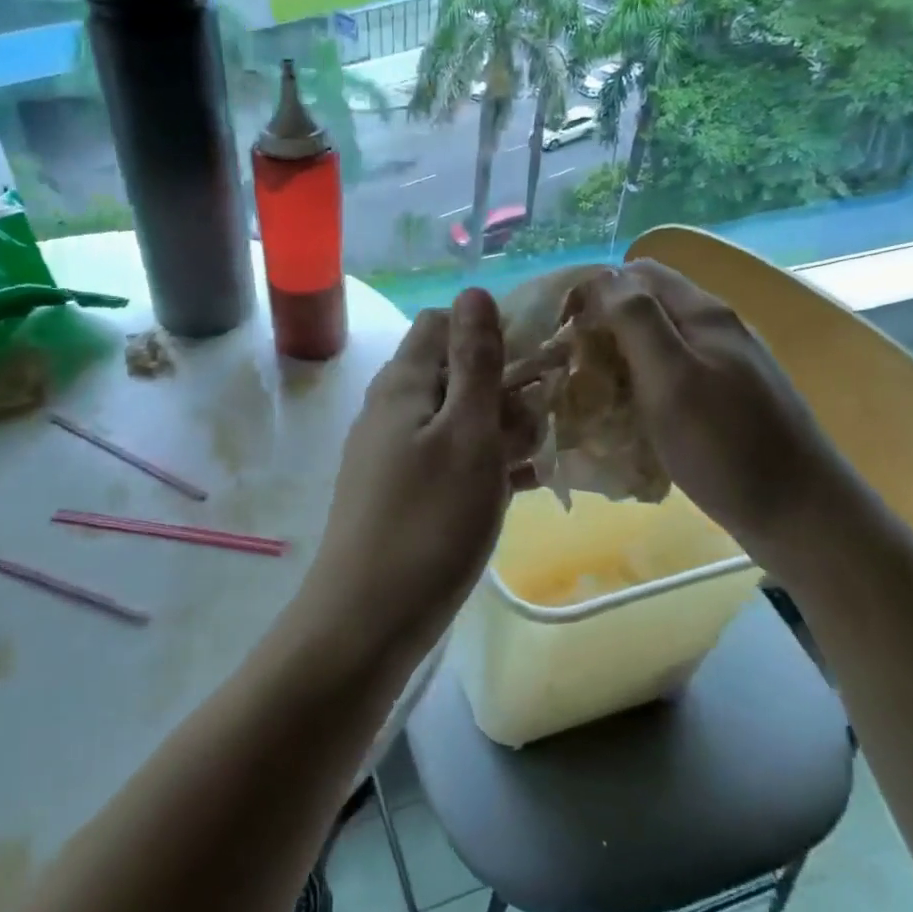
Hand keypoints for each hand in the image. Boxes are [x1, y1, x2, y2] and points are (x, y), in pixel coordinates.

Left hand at [303, 288, 532, 653]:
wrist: (367, 620)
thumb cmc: (429, 522)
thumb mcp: (466, 433)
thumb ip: (474, 362)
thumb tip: (474, 291)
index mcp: (402, 383)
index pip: (443, 325)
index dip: (491, 330)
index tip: (538, 360)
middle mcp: (391, 409)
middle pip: (452, 372)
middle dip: (504, 386)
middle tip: (544, 423)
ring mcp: (392, 454)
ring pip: (456, 420)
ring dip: (500, 428)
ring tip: (541, 457)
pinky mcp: (401, 493)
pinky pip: (449, 460)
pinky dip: (484, 464)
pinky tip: (522, 487)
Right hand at [566, 261, 845, 544]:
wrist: (800, 514)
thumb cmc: (727, 447)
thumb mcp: (673, 379)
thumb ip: (638, 322)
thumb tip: (603, 277)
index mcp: (703, 314)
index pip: (636, 273)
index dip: (593, 290)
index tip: (559, 328)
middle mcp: (716, 328)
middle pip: (647, 305)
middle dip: (602, 324)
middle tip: (569, 362)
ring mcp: (725, 363)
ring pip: (658, 340)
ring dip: (620, 355)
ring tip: (589, 389)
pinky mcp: (727, 397)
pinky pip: (672, 373)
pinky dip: (642, 383)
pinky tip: (628, 413)